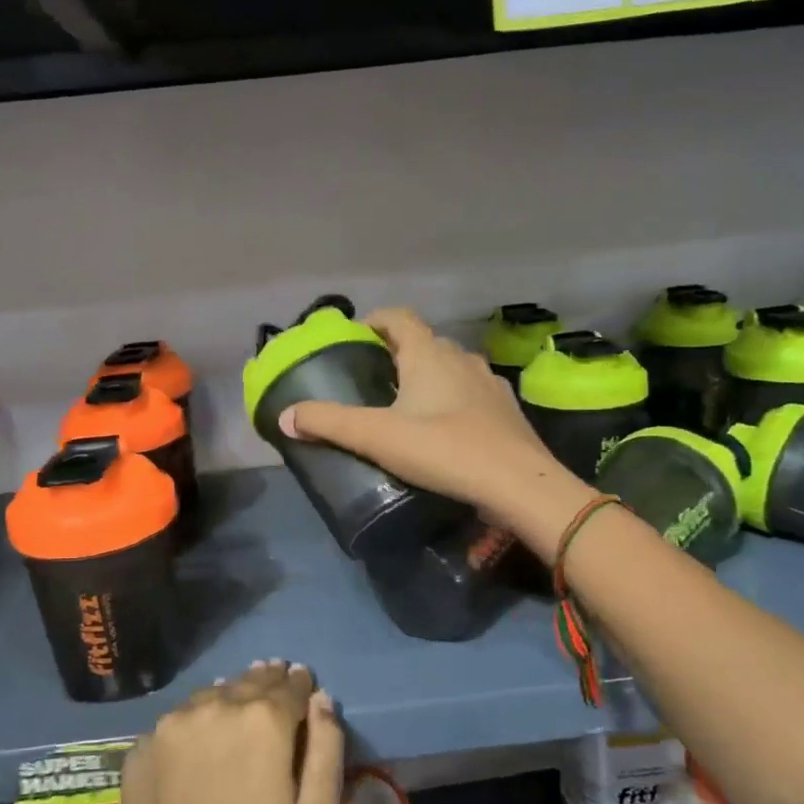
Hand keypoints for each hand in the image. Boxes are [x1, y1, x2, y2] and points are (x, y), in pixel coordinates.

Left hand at [110, 661, 343, 803]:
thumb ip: (326, 749)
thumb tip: (322, 699)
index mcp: (263, 721)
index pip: (291, 684)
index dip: (301, 686)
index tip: (304, 687)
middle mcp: (216, 706)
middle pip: (250, 681)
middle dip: (267, 683)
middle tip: (276, 687)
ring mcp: (172, 723)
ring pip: (212, 695)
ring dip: (230, 697)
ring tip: (239, 712)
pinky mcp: (141, 745)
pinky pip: (179, 721)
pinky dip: (196, 723)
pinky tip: (200, 746)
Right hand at [279, 307, 589, 545]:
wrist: (518, 485)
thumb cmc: (443, 449)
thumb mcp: (377, 437)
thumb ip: (329, 423)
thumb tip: (285, 417)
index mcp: (428, 353)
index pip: (398, 318)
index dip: (374, 321)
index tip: (355, 338)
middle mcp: (460, 357)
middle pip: (423, 342)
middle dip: (396, 354)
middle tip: (372, 379)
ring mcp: (488, 382)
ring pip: (449, 367)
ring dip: (427, 377)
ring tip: (405, 406)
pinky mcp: (506, 409)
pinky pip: (470, 393)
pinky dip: (452, 400)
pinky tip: (444, 429)